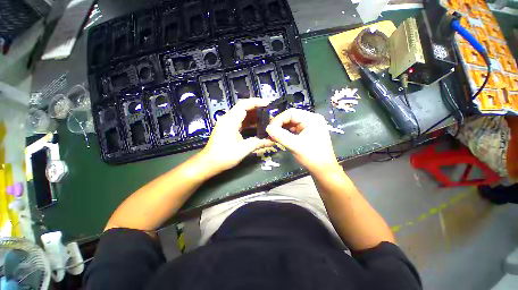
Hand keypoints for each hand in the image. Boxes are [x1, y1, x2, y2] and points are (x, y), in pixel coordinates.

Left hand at [199, 98, 274, 173]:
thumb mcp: (243, 149)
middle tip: (269, 115)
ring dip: (254, 117)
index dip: (256, 102)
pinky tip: (257, 127)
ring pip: (242, 115)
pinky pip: (240, 122)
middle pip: (244, 109)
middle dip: (257, 110)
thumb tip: (272, 142)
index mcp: (230, 120)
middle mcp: (228, 119)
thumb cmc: (224, 155)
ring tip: (266, 120)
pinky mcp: (228, 129)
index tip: (268, 104)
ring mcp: (227, 124)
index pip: (244, 105)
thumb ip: (258, 143)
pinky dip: (249, 123)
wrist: (209, 163)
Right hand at [266, 108, 338, 173]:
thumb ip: (280, 136)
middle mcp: (310, 120)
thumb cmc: (312, 157)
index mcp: (312, 119)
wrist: (323, 170)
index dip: (278, 119)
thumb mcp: (295, 146)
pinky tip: (277, 138)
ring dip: (280, 130)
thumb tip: (267, 128)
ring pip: (290, 124)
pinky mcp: (305, 133)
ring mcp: (308, 126)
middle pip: (290, 117)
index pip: (291, 113)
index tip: (269, 129)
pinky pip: (292, 130)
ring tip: (271, 136)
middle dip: (278, 125)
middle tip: (269, 133)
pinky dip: (284, 134)